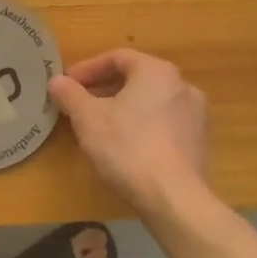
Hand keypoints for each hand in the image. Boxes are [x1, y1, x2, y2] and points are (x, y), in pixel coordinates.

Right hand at [48, 49, 209, 213]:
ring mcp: (196, 116)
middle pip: (136, 79)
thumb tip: (57, 81)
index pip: (117, 58)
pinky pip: (164, 124)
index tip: (68, 84)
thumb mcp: (87, 119)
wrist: (174, 199)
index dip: (88, 69)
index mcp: (157, 72)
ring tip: (100, 127)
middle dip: (105, 89)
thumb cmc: (128, 148)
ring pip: (151, 102)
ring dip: (123, 108)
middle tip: (80, 104)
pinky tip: (126, 147)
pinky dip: (142, 127)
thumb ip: (70, 94)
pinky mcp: (200, 144)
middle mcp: (182, 86)